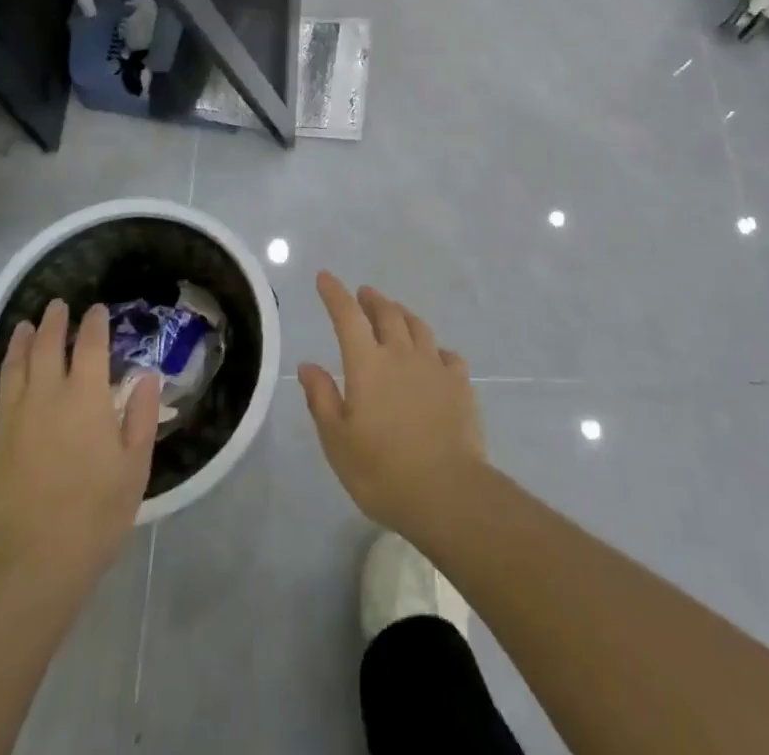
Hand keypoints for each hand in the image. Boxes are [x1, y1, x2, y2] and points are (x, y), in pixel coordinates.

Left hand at [0, 302, 158, 591]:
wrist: (27, 568)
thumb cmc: (94, 516)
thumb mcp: (135, 467)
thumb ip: (142, 417)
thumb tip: (146, 377)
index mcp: (86, 396)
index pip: (90, 344)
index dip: (94, 323)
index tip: (96, 310)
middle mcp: (44, 396)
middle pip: (47, 346)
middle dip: (53, 322)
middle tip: (56, 306)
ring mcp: (7, 421)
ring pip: (11, 369)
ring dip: (18, 344)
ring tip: (23, 327)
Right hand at [298, 271, 485, 543]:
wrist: (447, 491)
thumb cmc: (382, 470)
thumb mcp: (337, 440)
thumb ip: (321, 398)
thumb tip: (308, 364)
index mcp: (367, 364)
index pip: (347, 316)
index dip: (334, 294)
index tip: (325, 277)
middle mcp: (401, 354)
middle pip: (387, 313)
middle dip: (372, 299)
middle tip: (364, 294)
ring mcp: (434, 366)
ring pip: (418, 326)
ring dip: (402, 314)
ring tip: (395, 313)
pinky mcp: (460, 384)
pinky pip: (447, 354)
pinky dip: (435, 348)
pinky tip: (434, 356)